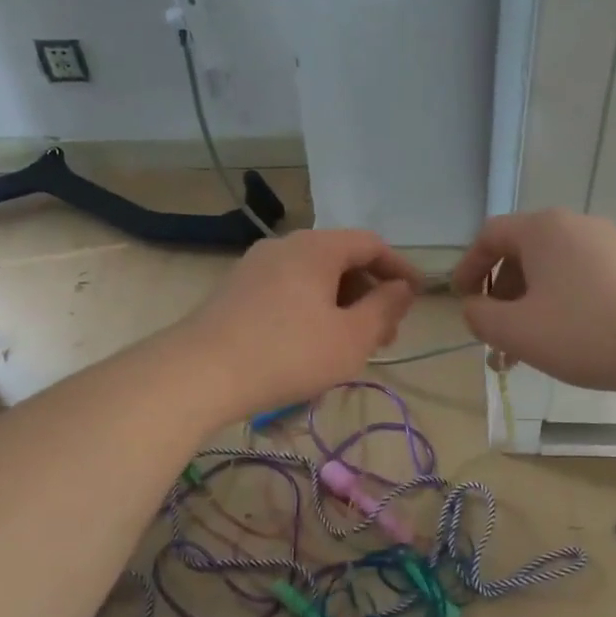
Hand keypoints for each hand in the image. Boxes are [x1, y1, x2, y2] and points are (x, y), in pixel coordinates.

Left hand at [180, 230, 422, 416]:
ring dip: (341, 305)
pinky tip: (312, 343)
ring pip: (313, 277)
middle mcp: (285, 245)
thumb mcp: (351, 338)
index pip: (371, 244)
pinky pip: (288, 290)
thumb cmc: (287, 353)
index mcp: (317, 247)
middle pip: (341, 259)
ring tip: (351, 344)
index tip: (416, 297)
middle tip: (385, 335)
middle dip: (370, 293)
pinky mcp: (236, 290)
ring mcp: (256, 266)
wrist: (199, 373)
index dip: (399, 268)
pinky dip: (312, 308)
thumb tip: (403, 289)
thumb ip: (384, 309)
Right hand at [452, 209, 615, 393]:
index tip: (462, 301)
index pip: (490, 235)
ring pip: (552, 271)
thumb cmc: (584, 331)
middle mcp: (576, 225)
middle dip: (501, 295)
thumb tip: (475, 307)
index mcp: (543, 229)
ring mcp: (610, 244)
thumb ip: (480, 316)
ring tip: (526, 349)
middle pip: (522, 253)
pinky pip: (581, 279)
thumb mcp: (516, 330)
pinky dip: (561, 304)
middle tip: (495, 334)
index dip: (468, 267)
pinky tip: (565, 341)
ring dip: (529, 305)